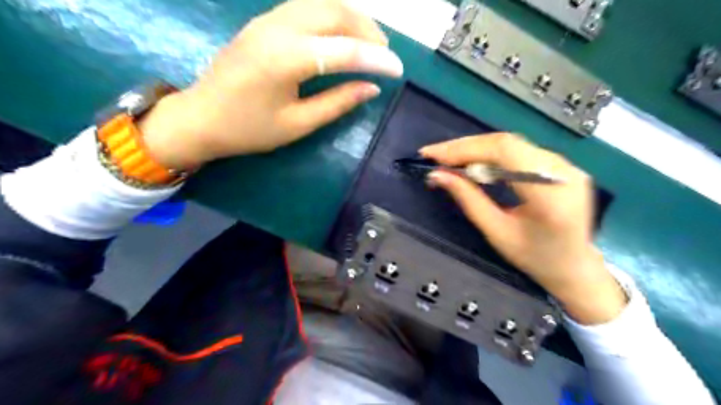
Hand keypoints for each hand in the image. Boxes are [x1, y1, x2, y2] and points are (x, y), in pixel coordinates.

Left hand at [137, 1, 403, 169]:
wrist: (200, 118)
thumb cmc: (249, 129)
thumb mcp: (297, 124)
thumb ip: (337, 103)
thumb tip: (371, 88)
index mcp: (286, 59)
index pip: (345, 50)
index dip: (376, 59)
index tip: (398, 71)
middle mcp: (278, 28)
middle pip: (335, 13)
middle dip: (368, 31)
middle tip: (385, 54)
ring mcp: (268, 19)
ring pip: (322, 3)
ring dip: (351, 18)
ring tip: (368, 42)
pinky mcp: (264, 21)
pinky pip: (306, 7)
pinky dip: (331, 16)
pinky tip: (340, 34)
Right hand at [420, 135, 628, 323]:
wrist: (575, 267)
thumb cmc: (535, 258)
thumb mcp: (496, 232)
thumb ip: (468, 199)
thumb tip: (437, 175)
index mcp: (550, 194)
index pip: (504, 151)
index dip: (465, 148)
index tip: (433, 155)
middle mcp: (563, 171)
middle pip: (507, 143)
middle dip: (465, 147)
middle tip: (435, 155)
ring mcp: (566, 165)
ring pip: (511, 143)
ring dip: (476, 149)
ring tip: (448, 159)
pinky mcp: (561, 165)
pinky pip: (519, 151)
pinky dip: (491, 154)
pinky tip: (473, 162)